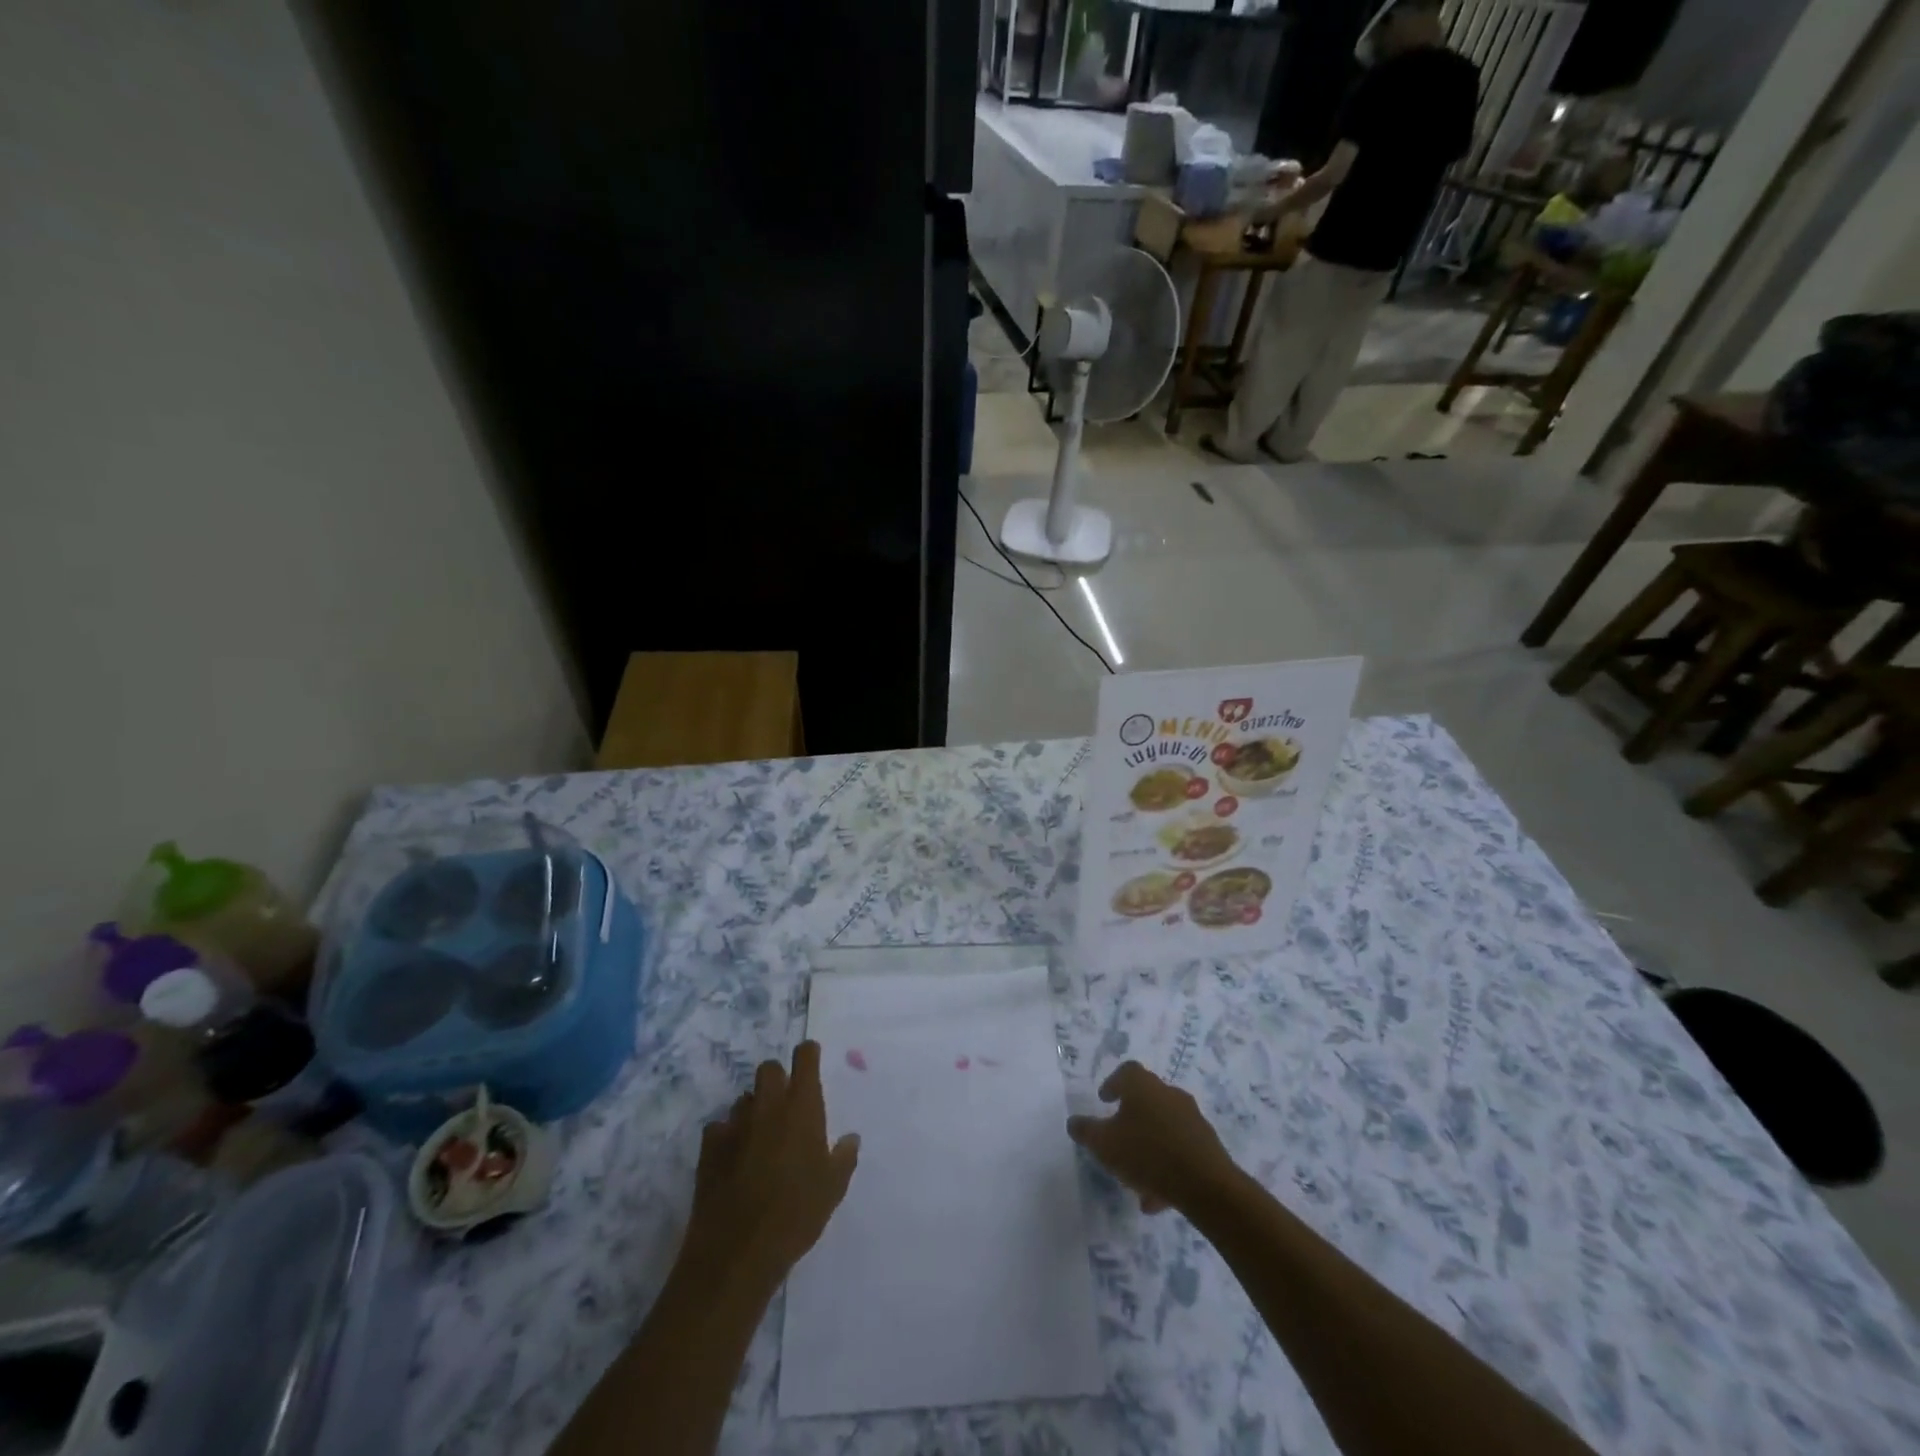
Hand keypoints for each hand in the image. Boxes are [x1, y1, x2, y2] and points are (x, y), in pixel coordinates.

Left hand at [684, 1042, 859, 1286]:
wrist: (738, 1250)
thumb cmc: (796, 1214)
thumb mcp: (833, 1188)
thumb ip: (843, 1157)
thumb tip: (850, 1138)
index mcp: (801, 1106)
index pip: (805, 1057)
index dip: (808, 1055)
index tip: (811, 1062)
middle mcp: (768, 1105)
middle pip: (769, 1069)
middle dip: (777, 1079)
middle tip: (786, 1105)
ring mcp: (735, 1123)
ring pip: (744, 1098)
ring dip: (753, 1109)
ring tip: (759, 1136)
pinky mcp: (709, 1146)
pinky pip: (720, 1127)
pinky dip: (728, 1136)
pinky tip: (733, 1158)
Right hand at [1067, 1061, 1234, 1213]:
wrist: (1206, 1185)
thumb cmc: (1147, 1154)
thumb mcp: (1104, 1144)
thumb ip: (1086, 1131)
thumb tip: (1073, 1122)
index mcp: (1143, 1086)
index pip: (1126, 1072)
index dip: (1113, 1083)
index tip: (1104, 1100)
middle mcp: (1169, 1094)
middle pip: (1146, 1100)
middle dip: (1131, 1120)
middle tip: (1118, 1139)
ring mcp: (1191, 1118)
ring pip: (1162, 1129)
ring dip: (1148, 1149)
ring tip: (1135, 1181)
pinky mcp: (1207, 1144)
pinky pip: (1179, 1150)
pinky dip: (1166, 1166)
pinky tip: (1156, 1197)